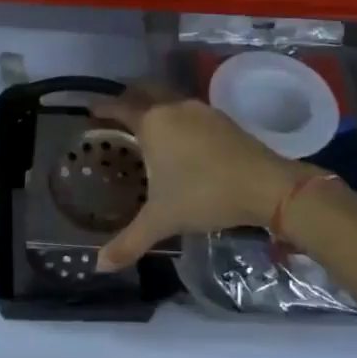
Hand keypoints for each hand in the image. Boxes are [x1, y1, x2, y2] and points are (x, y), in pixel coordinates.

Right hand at [92, 86, 317, 272]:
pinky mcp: (222, 119)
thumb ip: (129, 241)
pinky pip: (188, 110)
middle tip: (117, 114)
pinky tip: (180, 139)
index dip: (103, 107)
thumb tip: (99, 266)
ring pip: (169, 98)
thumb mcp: (162, 220)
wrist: (266, 185)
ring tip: (146, 127)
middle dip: (129, 98)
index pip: (120, 107)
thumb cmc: (204, 195)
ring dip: (155, 105)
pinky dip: (176, 116)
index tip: (90, 109)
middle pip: (145, 91)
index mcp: (153, 122)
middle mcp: (173, 107)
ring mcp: (200, 110)